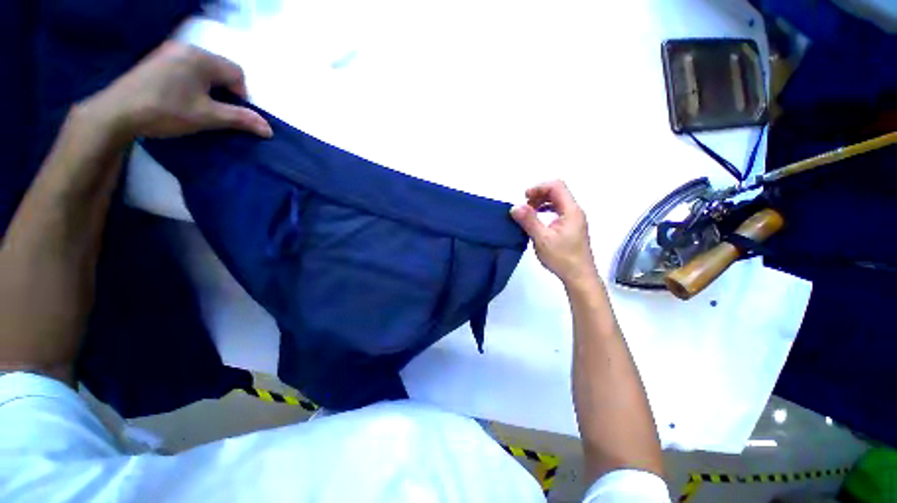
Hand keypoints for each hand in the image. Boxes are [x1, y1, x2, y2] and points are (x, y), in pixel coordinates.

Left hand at [78, 41, 271, 140]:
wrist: (116, 113)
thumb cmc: (166, 111)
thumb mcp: (208, 117)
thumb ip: (240, 119)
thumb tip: (269, 129)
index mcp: (201, 58)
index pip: (236, 72)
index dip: (240, 94)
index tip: (229, 111)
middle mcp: (186, 48)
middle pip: (220, 68)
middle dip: (224, 90)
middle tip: (214, 110)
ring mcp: (168, 52)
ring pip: (203, 69)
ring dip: (208, 87)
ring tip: (197, 105)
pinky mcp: (156, 60)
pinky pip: (186, 68)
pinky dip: (192, 83)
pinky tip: (180, 97)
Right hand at [510, 181, 598, 285]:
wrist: (579, 277)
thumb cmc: (562, 258)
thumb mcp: (542, 239)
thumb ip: (529, 221)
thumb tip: (515, 207)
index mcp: (571, 211)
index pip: (556, 186)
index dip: (539, 187)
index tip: (524, 197)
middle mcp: (574, 211)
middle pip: (557, 192)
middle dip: (539, 194)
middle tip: (524, 206)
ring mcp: (574, 220)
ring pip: (557, 202)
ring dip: (542, 203)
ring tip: (529, 212)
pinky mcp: (571, 228)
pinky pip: (558, 211)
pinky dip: (546, 211)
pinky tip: (538, 220)